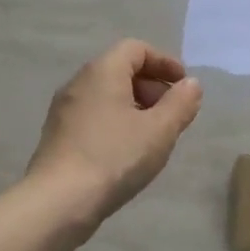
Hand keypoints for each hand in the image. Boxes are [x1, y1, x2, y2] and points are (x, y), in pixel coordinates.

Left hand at [26, 40, 203, 221]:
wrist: (59, 201)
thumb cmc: (114, 157)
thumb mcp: (159, 131)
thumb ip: (180, 104)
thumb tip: (191, 84)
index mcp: (102, 71)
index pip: (135, 48)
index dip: (164, 62)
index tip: (184, 85)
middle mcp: (78, 83)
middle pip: (120, 70)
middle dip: (152, 86)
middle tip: (173, 114)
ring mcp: (64, 110)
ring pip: (106, 95)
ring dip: (135, 107)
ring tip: (154, 136)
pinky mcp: (57, 135)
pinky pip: (94, 116)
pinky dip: (116, 122)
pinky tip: (128, 152)